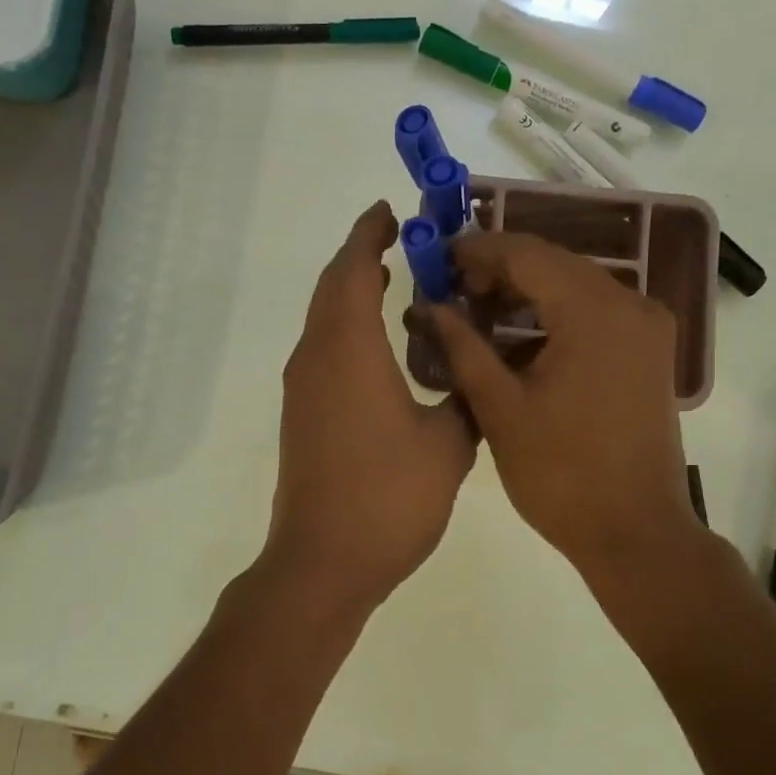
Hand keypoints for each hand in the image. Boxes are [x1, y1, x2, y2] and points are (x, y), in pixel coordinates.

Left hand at [264, 203, 477, 616]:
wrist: (324, 561)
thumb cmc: (388, 498)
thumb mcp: (448, 444)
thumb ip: (466, 396)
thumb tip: (473, 371)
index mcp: (349, 350)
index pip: (352, 271)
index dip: (368, 236)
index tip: (389, 213)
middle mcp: (316, 358)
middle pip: (331, 289)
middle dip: (360, 256)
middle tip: (398, 241)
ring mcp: (303, 389)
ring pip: (323, 320)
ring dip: (351, 293)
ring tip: (393, 282)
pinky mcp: (302, 415)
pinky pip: (322, 350)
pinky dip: (346, 328)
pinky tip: (378, 345)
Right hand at [428, 232, 705, 584]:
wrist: (635, 532)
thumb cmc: (560, 474)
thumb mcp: (500, 408)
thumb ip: (462, 347)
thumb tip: (430, 306)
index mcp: (594, 312)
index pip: (527, 254)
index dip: (477, 249)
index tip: (437, 257)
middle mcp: (630, 304)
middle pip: (554, 264)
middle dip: (499, 269)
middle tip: (451, 288)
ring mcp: (646, 328)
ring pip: (575, 286)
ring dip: (526, 292)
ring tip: (476, 311)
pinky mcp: (648, 352)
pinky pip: (594, 313)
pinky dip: (554, 315)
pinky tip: (517, 337)